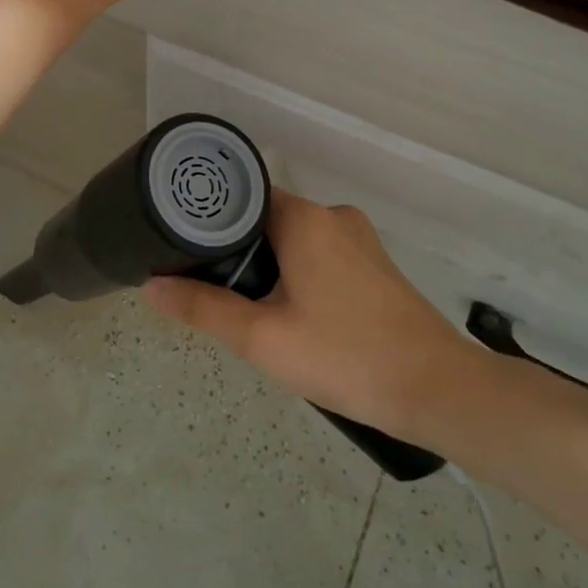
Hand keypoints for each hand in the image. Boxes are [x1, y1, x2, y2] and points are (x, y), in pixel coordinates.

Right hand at [142, 192, 482, 445]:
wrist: (436, 389)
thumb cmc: (344, 356)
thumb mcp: (262, 338)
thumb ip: (203, 309)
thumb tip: (151, 286)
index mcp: (305, 218)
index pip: (242, 198)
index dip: (209, 222)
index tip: (183, 248)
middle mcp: (333, 215)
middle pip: (266, 219)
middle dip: (237, 251)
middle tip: (211, 291)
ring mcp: (359, 238)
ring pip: (294, 239)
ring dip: (267, 266)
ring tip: (247, 307)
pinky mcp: (375, 264)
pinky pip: (320, 254)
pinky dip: (296, 273)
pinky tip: (290, 314)